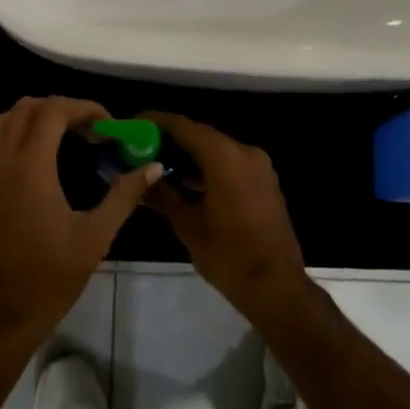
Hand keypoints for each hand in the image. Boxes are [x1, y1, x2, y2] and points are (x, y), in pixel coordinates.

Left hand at [0, 96, 161, 349]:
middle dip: (64, 108)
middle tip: (93, 130)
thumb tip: (153, 167)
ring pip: (9, 120)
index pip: (53, 111)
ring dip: (41, 117)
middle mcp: (6, 162)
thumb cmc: (52, 276)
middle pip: (28, 107)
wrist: (4, 313)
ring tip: (73, 138)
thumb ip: (124, 195)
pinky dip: (24, 134)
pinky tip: (49, 160)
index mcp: (32, 168)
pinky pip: (1, 142)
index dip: (84, 108)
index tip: (110, 126)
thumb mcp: (96, 236)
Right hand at [140, 112, 310, 324]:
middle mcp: (245, 152)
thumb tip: (138, 181)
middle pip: (201, 135)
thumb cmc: (228, 255)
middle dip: (171, 139)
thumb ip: (163, 196)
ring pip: (217, 150)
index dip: (156, 122)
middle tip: (141, 147)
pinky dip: (208, 167)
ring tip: (158, 165)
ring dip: (190, 155)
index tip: (133, 124)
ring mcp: (259, 167)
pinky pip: (231, 164)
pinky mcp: (264, 182)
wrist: (275, 286)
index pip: (184, 127)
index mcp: (225, 157)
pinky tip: (186, 182)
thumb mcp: (188, 225)